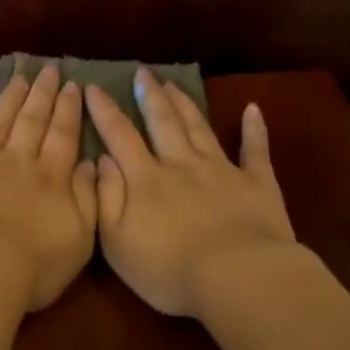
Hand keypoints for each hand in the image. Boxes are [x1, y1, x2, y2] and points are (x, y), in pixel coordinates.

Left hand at [0, 65, 97, 311]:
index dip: (69, 110)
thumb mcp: (80, 239)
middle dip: (42, 94)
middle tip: (49, 69)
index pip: (64, 136)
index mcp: (52, 178)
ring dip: (9, 99)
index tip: (73, 86)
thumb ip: (88, 198)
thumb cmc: (32, 264)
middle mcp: (18, 161)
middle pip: (33, 120)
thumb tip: (90, 164)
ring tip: (18, 79)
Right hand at [86, 68, 296, 316]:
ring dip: (185, 104)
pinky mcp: (257, 183)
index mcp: (145, 179)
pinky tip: (254, 109)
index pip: (119, 136)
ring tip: (174, 83)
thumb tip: (100, 159)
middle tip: (142, 72)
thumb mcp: (117, 241)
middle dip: (150, 96)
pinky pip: (256, 150)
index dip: (104, 110)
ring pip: (199, 128)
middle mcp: (181, 164)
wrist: (238, 277)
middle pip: (163, 122)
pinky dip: (255, 129)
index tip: (92, 86)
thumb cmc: (169, 269)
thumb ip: (106, 197)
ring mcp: (222, 170)